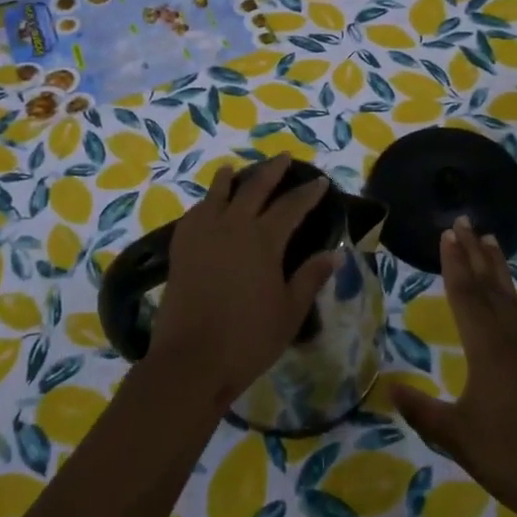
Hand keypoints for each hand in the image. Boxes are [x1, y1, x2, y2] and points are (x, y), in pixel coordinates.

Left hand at [152, 157, 339, 411]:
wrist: (191, 359)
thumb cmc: (248, 338)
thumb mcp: (289, 311)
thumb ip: (310, 277)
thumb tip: (335, 252)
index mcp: (263, 240)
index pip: (291, 206)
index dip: (307, 193)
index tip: (320, 181)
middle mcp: (233, 226)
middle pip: (254, 188)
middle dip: (271, 170)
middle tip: (283, 157)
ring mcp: (203, 234)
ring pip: (217, 193)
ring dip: (230, 178)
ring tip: (234, 169)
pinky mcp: (181, 248)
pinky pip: (194, 213)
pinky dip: (205, 203)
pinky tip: (206, 205)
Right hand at [390, 218, 516, 516]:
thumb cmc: (508, 458)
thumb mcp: (455, 436)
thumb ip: (421, 410)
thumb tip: (388, 387)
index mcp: (486, 348)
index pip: (465, 294)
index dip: (453, 263)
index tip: (447, 233)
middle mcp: (512, 339)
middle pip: (489, 286)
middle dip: (473, 253)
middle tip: (464, 222)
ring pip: (513, 298)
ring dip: (500, 269)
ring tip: (491, 241)